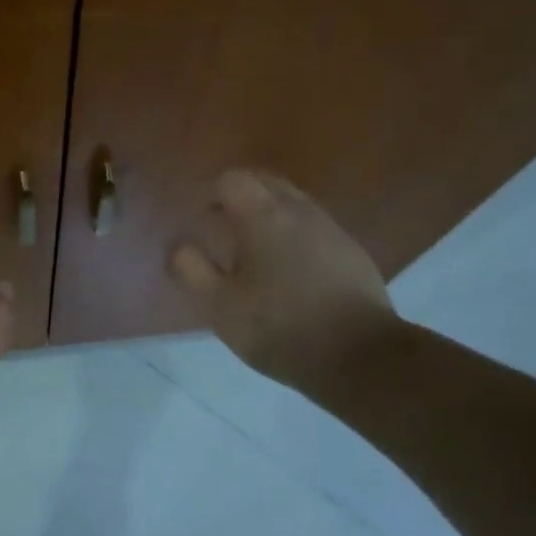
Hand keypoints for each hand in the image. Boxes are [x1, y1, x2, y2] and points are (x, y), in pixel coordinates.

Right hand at [168, 169, 397, 392]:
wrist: (360, 356)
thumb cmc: (279, 327)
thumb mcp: (218, 306)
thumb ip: (189, 269)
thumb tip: (176, 244)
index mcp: (263, 216)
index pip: (232, 179)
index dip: (209, 191)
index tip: (197, 216)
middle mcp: (300, 211)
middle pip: (265, 181)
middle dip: (238, 194)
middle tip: (219, 223)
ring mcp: (331, 229)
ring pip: (292, 202)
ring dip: (267, 212)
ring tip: (251, 247)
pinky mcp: (352, 252)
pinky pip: (313, 226)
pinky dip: (292, 232)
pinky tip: (286, 267)